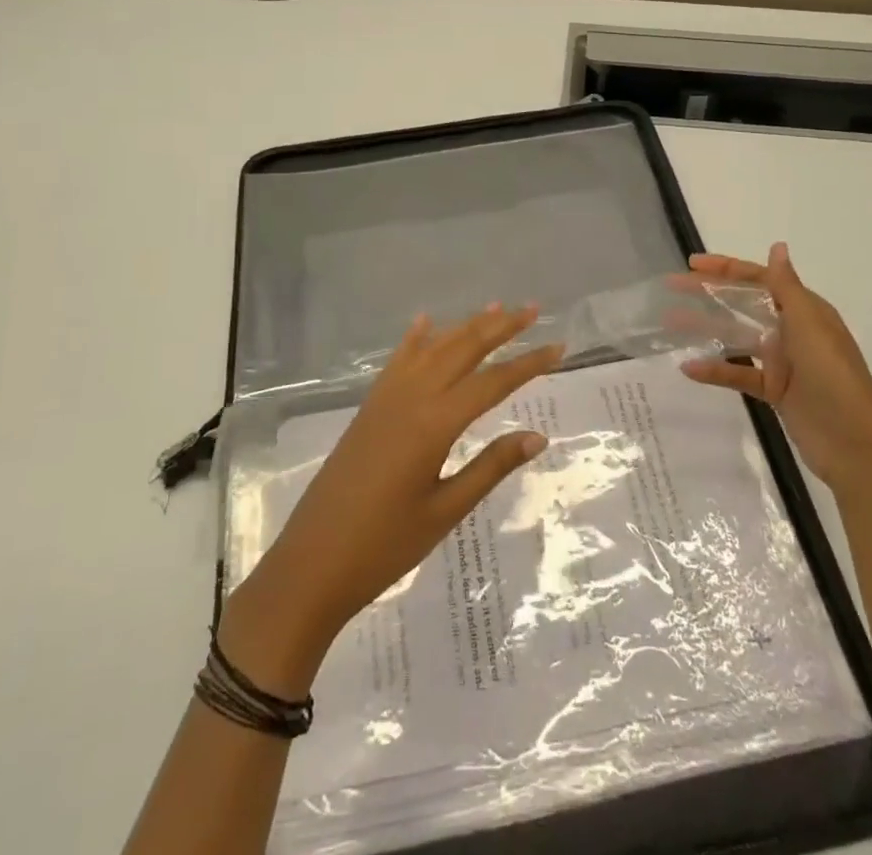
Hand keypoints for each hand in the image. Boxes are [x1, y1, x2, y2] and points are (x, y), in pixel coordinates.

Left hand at [221, 306, 560, 696]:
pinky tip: (425, 323)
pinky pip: (397, 362)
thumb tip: (538, 436)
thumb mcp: (445, 511)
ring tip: (494, 306)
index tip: (560, 347)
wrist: (311, 564)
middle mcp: (411, 398)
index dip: (528, 363)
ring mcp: (385, 399)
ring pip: (433, 349)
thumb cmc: (384, 547)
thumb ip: (491, 467)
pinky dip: (415, 339)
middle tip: (533, 309)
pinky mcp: (368, 409)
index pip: (493, 382)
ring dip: (465, 326)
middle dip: (500, 327)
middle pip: (463, 350)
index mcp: (434, 423)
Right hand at [682, 242, 871, 488]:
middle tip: (673, 286)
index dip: (725, 269)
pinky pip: (739, 374)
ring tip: (671, 321)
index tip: (692, 264)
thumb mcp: (809, 326)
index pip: (759, 279)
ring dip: (706, 327)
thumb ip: (786, 287)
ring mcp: (782, 361)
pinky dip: (716, 370)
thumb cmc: (833, 377)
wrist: (855, 444)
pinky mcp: (774, 390)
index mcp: (804, 310)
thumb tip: (777, 247)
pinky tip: (689, 368)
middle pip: (744, 303)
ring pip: (737, 336)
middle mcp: (792, 330)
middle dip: (710, 293)